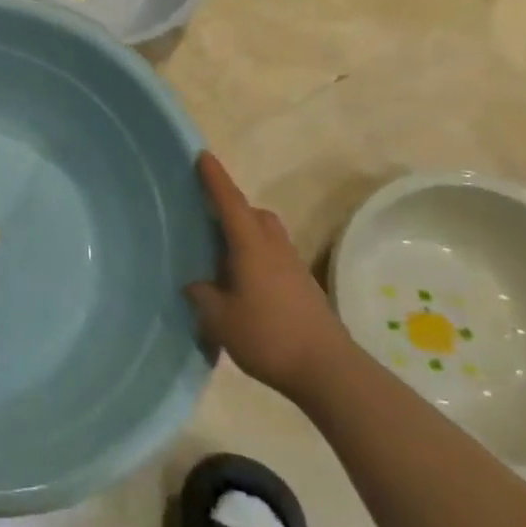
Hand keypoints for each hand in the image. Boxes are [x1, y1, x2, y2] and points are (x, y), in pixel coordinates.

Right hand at [186, 152, 352, 401]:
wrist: (329, 371)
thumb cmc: (268, 337)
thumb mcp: (220, 319)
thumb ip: (203, 295)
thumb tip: (197, 284)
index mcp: (251, 247)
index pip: (230, 203)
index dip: (215, 179)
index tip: (203, 155)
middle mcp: (274, 249)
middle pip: (254, 215)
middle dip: (233, 208)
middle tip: (207, 217)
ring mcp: (293, 268)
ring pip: (268, 235)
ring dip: (247, 234)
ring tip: (222, 254)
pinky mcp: (303, 288)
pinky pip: (275, 257)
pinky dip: (257, 257)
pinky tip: (243, 283)